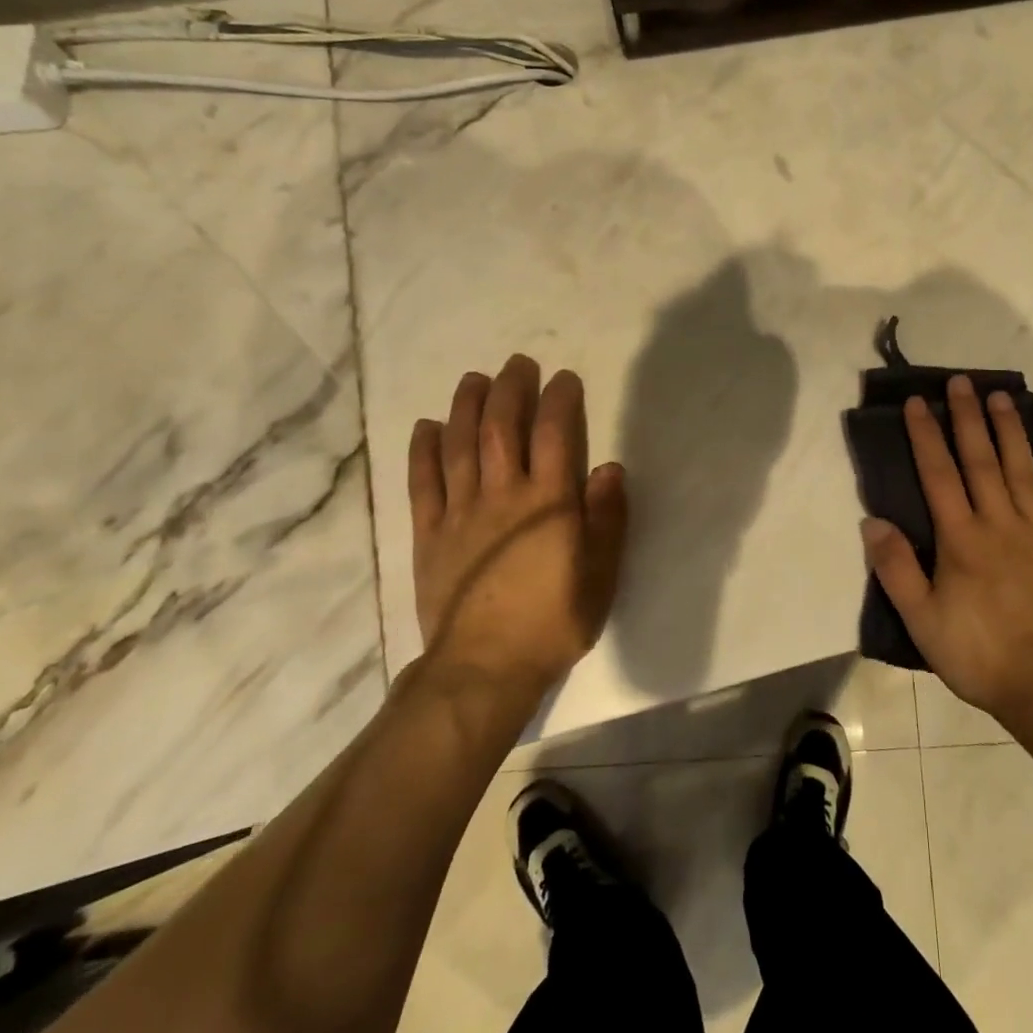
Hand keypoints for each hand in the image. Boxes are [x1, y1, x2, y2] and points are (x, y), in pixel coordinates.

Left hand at [407, 355, 628, 704]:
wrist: (484, 668)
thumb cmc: (553, 621)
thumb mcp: (601, 575)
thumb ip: (608, 518)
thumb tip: (609, 467)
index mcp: (549, 502)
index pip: (555, 434)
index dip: (560, 400)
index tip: (564, 378)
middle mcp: (503, 495)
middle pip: (503, 428)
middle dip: (511, 389)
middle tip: (518, 363)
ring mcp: (460, 512)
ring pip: (461, 445)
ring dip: (467, 406)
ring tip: (475, 379)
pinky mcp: (429, 534)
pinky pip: (423, 483)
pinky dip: (424, 450)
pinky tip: (427, 427)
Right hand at [863, 374, 1032, 729]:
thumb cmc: (980, 654)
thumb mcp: (923, 621)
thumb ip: (896, 569)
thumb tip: (872, 521)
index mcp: (961, 539)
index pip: (939, 474)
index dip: (926, 436)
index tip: (918, 402)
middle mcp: (1000, 523)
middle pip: (981, 460)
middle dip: (968, 418)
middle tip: (962, 381)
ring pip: (1021, 470)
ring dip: (1009, 431)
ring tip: (1001, 397)